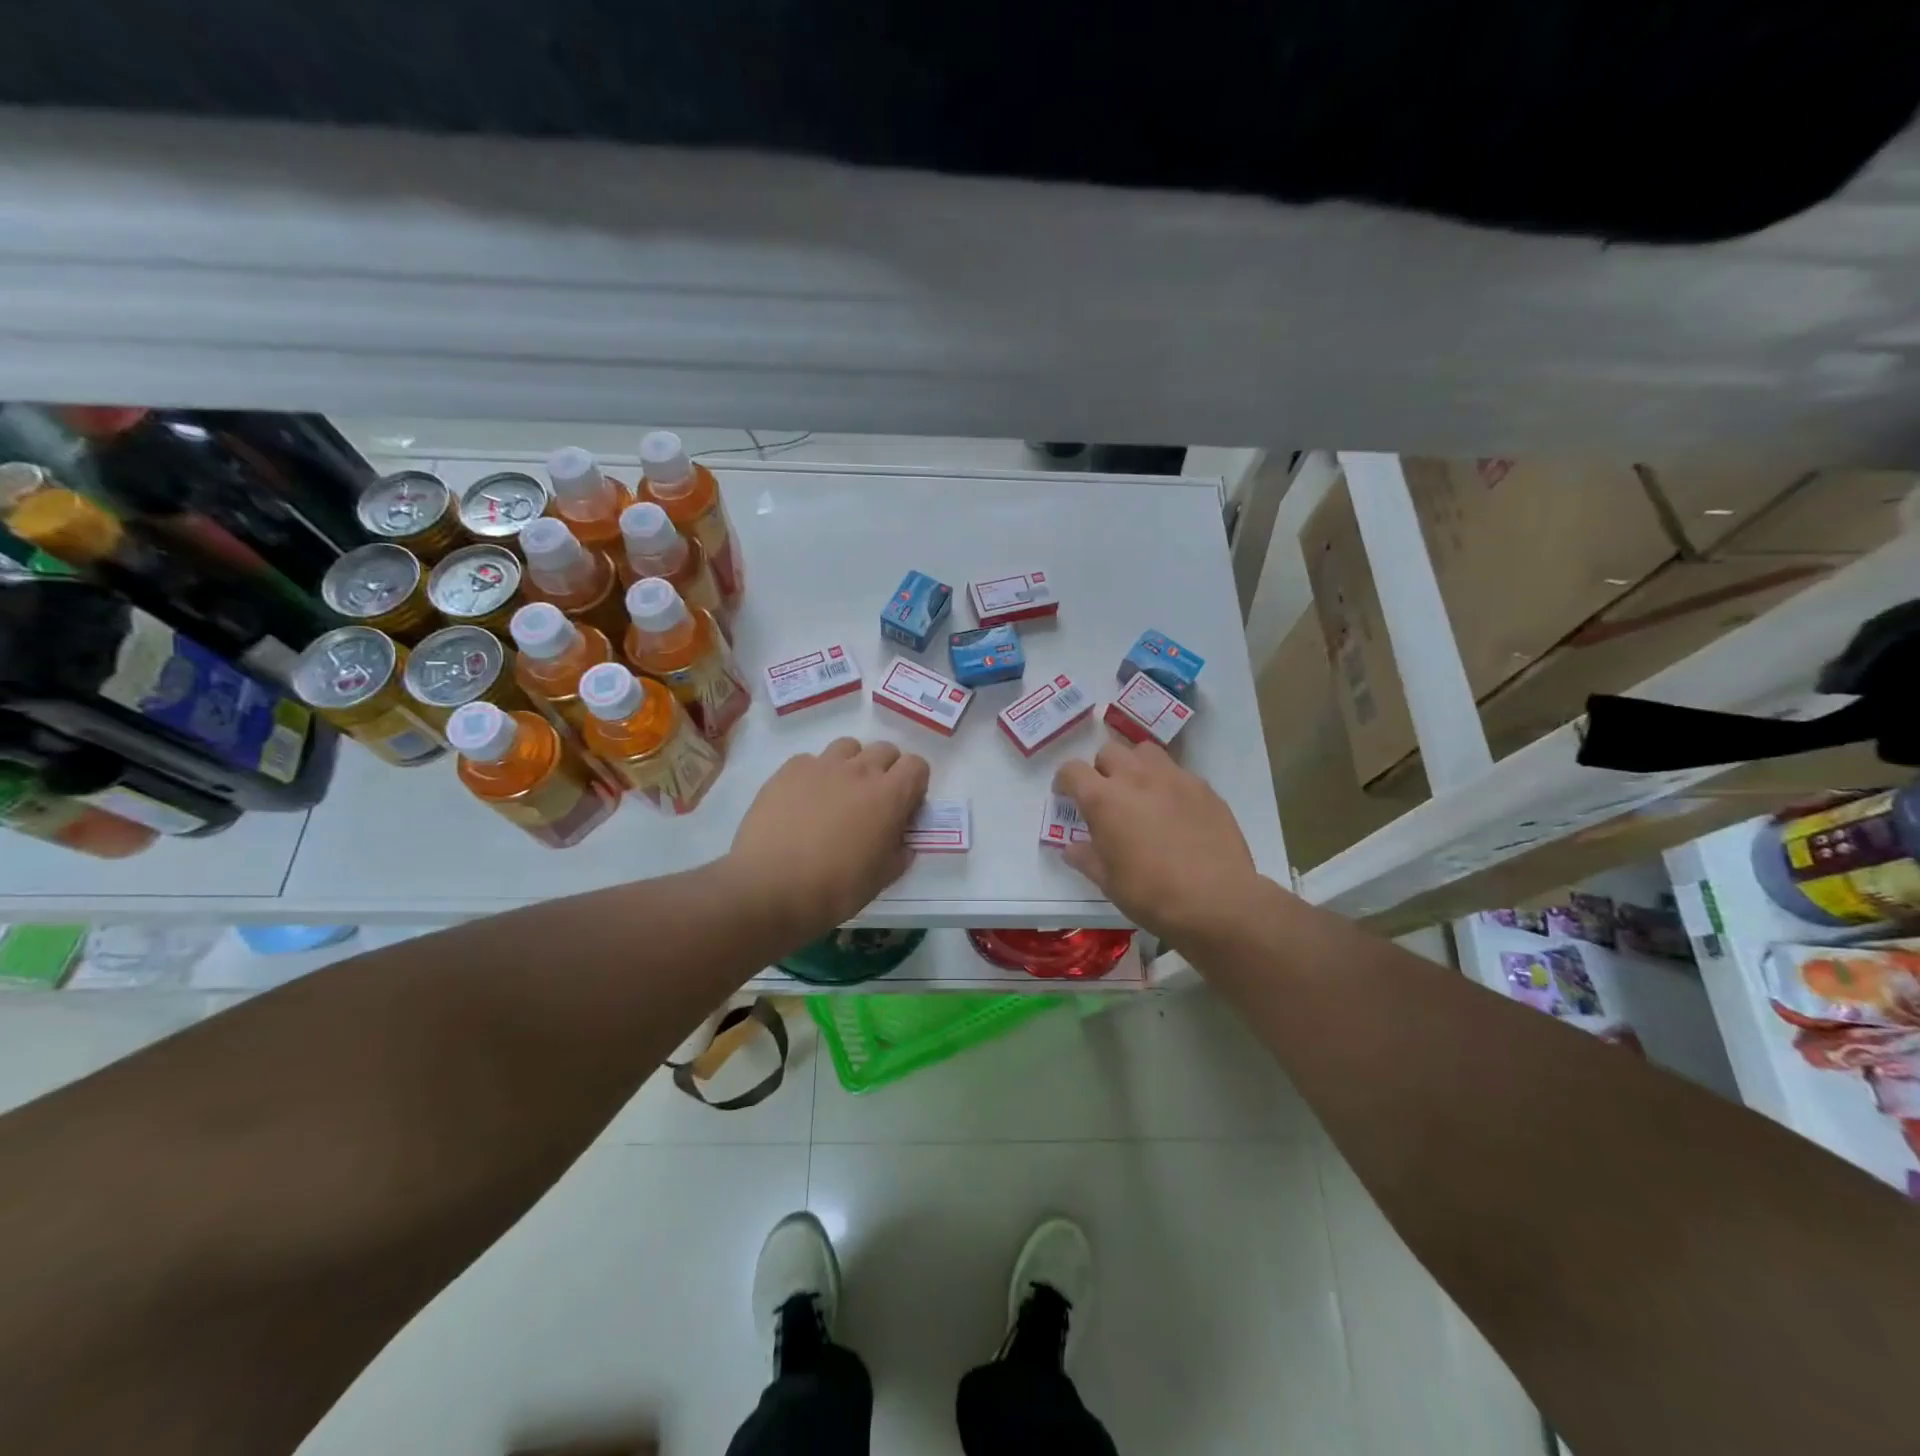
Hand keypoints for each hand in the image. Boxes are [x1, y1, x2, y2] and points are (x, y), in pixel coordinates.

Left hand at [727, 738, 929, 935]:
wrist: (771, 887)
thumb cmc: (836, 888)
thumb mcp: (882, 878)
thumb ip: (899, 851)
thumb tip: (902, 840)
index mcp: (890, 795)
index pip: (917, 765)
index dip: (914, 784)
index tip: (904, 807)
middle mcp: (859, 770)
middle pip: (884, 750)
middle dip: (886, 770)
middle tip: (872, 802)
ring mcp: (821, 766)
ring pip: (848, 747)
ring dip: (851, 764)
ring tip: (838, 794)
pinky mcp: (788, 770)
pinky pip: (811, 760)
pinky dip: (815, 775)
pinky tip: (803, 801)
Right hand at [1053, 738, 1264, 944]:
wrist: (1216, 901)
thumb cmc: (1151, 894)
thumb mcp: (1108, 881)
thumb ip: (1086, 857)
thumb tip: (1071, 847)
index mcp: (1103, 799)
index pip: (1072, 770)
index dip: (1065, 781)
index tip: (1066, 796)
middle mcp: (1135, 778)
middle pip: (1109, 751)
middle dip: (1102, 769)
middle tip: (1107, 797)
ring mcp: (1173, 778)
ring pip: (1145, 752)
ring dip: (1135, 766)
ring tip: (1140, 793)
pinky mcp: (1203, 787)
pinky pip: (1177, 772)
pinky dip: (1167, 783)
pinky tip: (1175, 811)